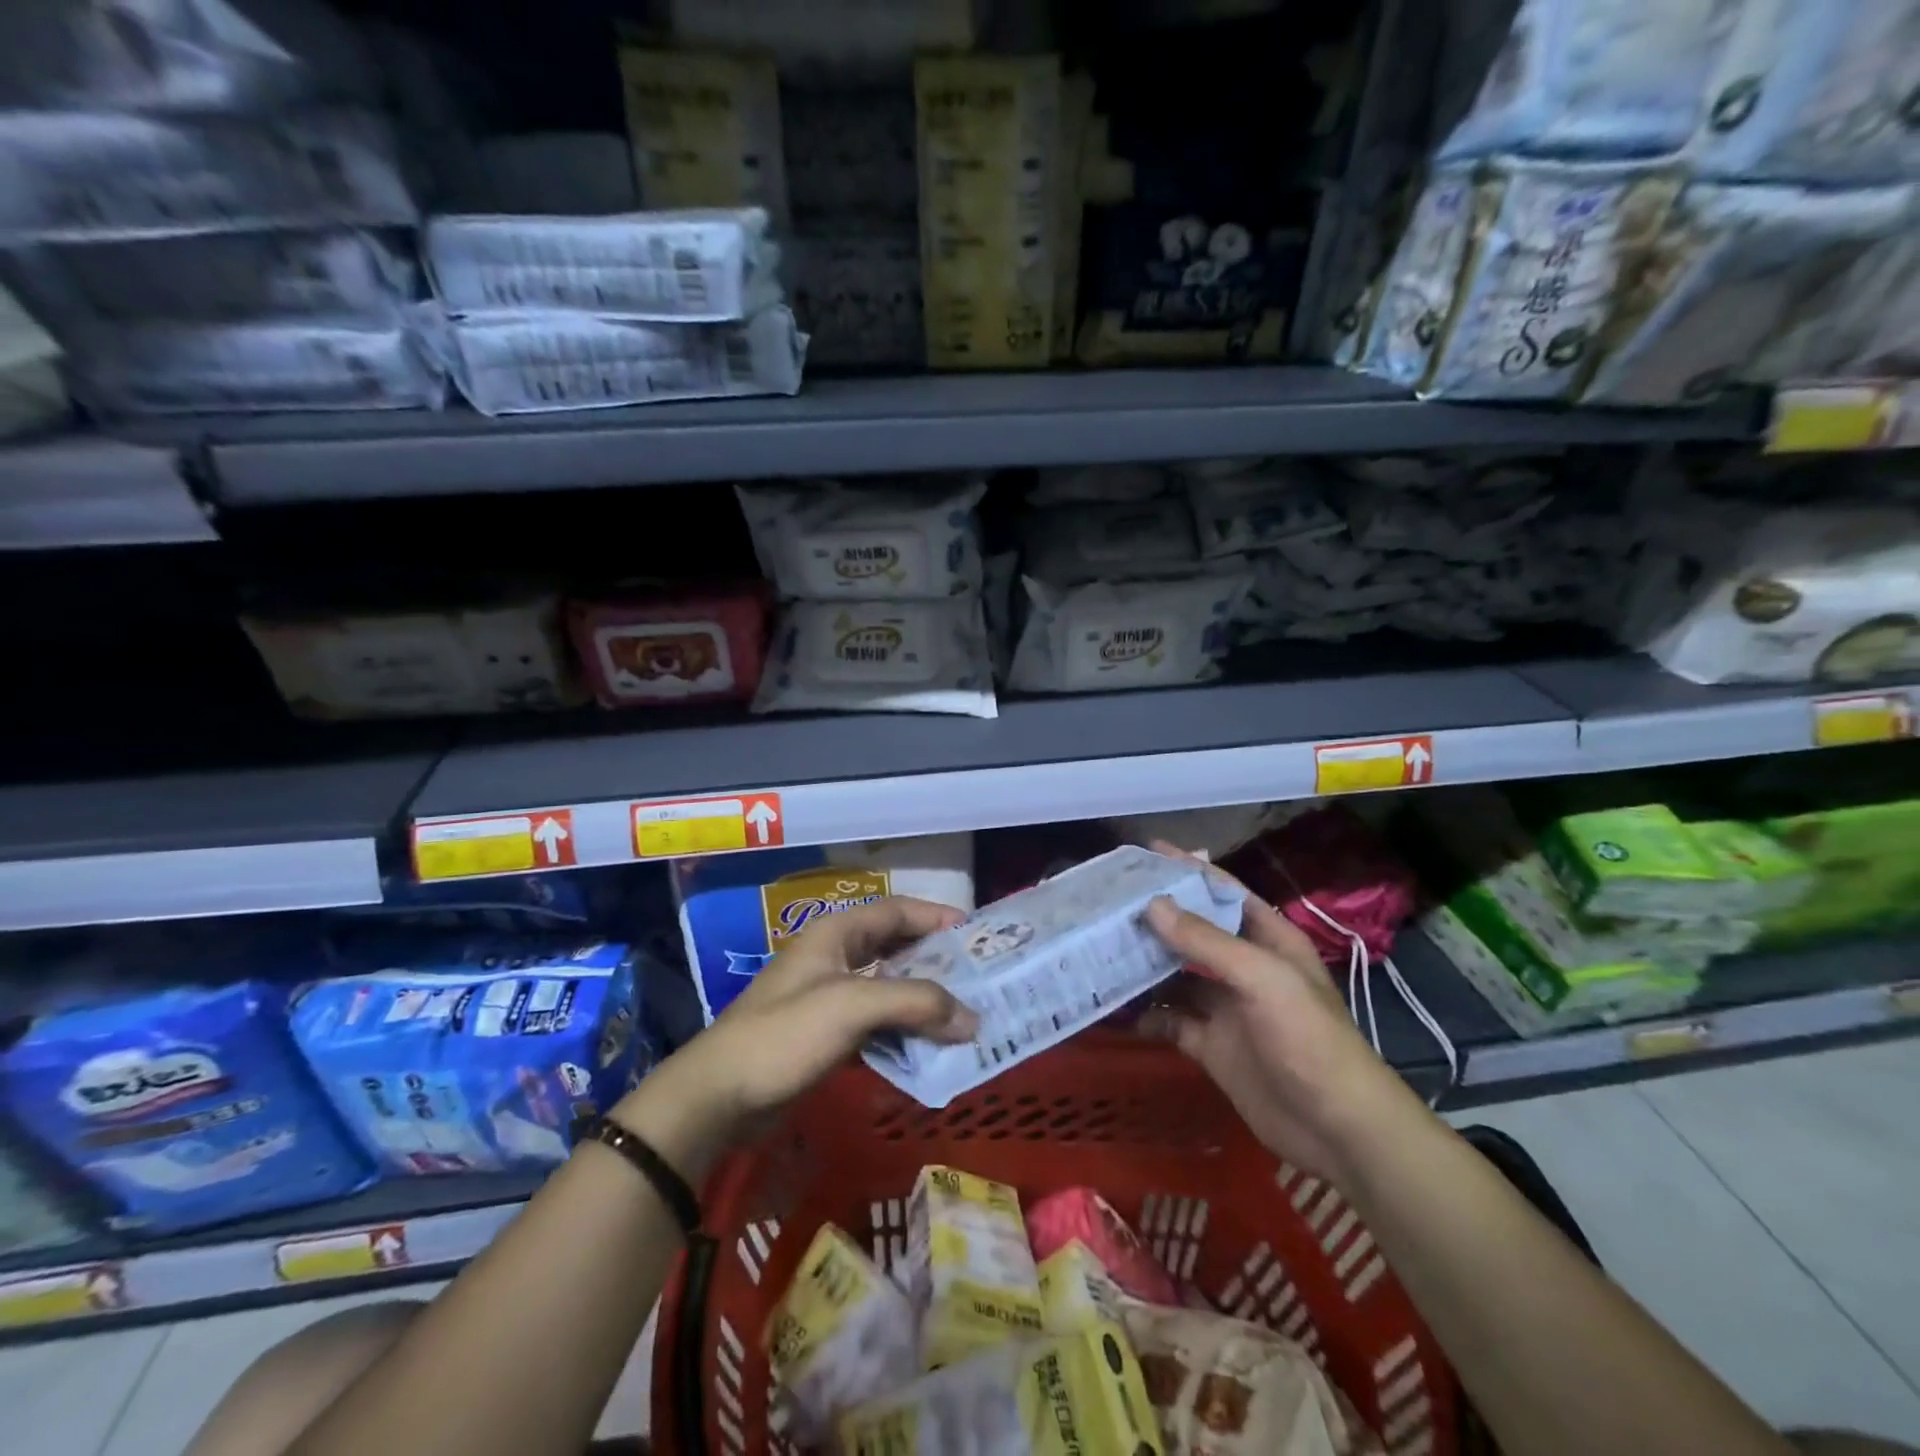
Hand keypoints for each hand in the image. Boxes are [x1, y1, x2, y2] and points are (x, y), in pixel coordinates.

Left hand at [660, 896, 978, 1140]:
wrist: (720, 1095)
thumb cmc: (785, 1033)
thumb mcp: (853, 1006)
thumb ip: (916, 1004)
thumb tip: (972, 1019)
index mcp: (836, 935)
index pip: (896, 911)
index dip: (935, 916)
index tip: (975, 934)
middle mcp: (834, 958)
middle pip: (895, 948)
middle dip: (935, 962)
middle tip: (977, 978)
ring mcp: (828, 998)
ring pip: (888, 989)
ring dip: (922, 1001)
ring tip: (963, 1016)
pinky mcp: (826, 1035)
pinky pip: (876, 1024)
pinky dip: (903, 1032)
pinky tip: (928, 1050)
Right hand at [1140, 851, 1412, 1181]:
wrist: (1336, 1130)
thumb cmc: (1307, 1039)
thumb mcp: (1262, 978)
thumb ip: (1206, 941)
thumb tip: (1153, 905)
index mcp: (1267, 940)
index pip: (1223, 892)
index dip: (1189, 870)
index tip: (1147, 853)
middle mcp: (1243, 967)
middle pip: (1192, 932)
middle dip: (1155, 917)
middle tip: (1108, 902)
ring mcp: (1225, 1007)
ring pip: (1175, 975)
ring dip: (1143, 964)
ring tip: (1100, 948)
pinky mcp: (1210, 1045)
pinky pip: (1170, 1020)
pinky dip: (1145, 1014)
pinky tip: (1116, 1007)